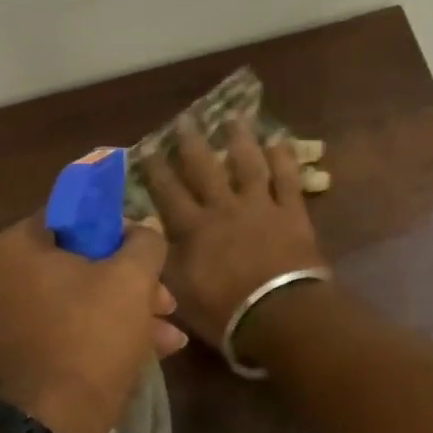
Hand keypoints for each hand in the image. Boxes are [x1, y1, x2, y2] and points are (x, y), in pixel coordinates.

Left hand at [0, 216, 186, 432]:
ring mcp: (5, 321)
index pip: (74, 215)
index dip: (119, 228)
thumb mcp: (132, 279)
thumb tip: (144, 228)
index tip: (148, 249)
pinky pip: (67, 331)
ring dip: (127, 312)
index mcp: (16, 247)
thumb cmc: (89, 336)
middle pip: (80, 263)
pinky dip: (104, 336)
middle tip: (165, 299)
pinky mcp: (17, 358)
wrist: (50, 426)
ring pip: (79, 301)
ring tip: (169, 334)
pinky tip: (152, 352)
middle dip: (131, 281)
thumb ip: (145, 242)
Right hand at [141, 118, 327, 361]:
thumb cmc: (225, 312)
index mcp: (194, 229)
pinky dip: (283, 159)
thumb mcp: (179, 292)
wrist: (279, 314)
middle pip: (204, 169)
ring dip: (240, 140)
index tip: (147, 148)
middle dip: (192, 144)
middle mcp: (224, 208)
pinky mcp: (292, 213)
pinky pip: (287, 179)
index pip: (168, 193)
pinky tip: (279, 141)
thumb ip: (160, 261)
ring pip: (247, 165)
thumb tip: (141, 236)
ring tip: (233, 118)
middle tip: (185, 120)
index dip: (156, 170)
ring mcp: (261, 207)